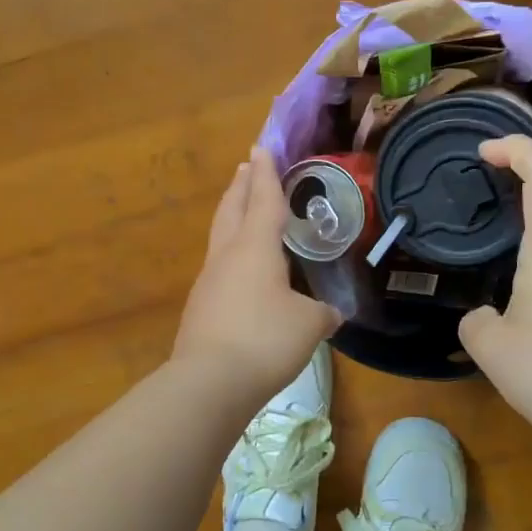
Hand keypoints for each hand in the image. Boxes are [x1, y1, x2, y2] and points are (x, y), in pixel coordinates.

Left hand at [174, 146, 342, 400]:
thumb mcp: (309, 324)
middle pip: (231, 210)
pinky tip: (242, 272)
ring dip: (232, 217)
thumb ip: (323, 313)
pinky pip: (219, 268)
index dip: (266, 173)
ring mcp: (208, 282)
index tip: (261, 147)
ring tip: (242, 211)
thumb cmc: (265, 340)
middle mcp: (227, 256)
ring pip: (220, 238)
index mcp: (255, 248)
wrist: (209, 383)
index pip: (263, 200)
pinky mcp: (200, 308)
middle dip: (241, 186)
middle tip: (246, 168)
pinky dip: (231, 255)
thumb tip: (331, 313)